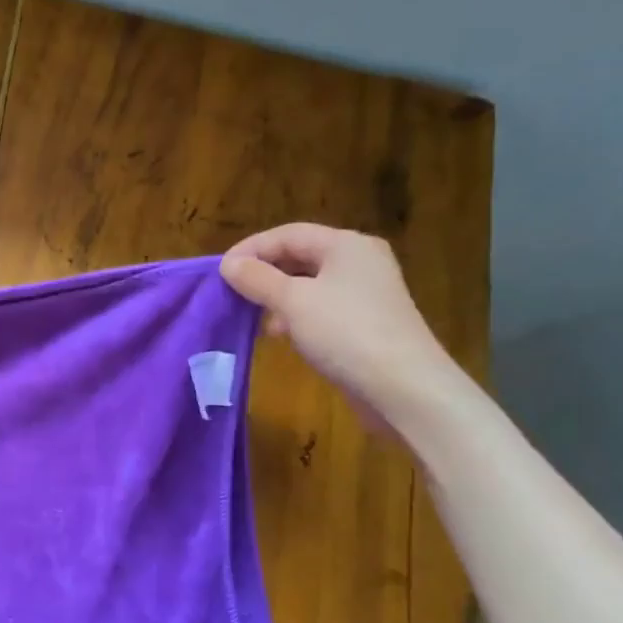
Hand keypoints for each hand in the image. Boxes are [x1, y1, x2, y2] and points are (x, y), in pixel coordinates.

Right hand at [220, 224, 459, 430]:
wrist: (403, 388)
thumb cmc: (345, 333)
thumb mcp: (293, 302)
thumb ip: (257, 279)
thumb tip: (229, 264)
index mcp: (346, 245)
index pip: (288, 234)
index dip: (250, 248)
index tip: (220, 271)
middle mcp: (359, 262)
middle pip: (299, 256)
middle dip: (263, 273)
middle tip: (231, 292)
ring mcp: (365, 294)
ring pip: (308, 284)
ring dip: (276, 296)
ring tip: (252, 316)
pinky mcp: (364, 323)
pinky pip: (320, 307)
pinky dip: (295, 315)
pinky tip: (280, 334)